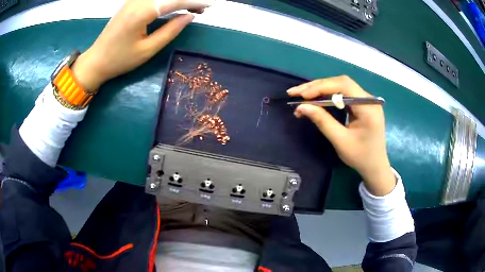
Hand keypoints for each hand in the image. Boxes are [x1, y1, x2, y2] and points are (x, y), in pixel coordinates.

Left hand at [72, 0, 212, 89]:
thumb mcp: (147, 50)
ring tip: (192, 8)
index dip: (194, 2)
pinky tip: (175, 6)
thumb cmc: (120, 59)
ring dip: (178, 0)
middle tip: (203, 9)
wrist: (96, 60)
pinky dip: (168, 1)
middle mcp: (138, 1)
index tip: (209, 5)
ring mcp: (134, 0)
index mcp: (142, 12)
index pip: (175, 1)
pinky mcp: (131, 3)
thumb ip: (170, 31)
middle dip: (188, 0)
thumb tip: (189, 16)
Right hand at [287, 76, 395, 195]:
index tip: (302, 96)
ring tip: (301, 96)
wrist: (375, 166)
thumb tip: (301, 107)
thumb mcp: (340, 141)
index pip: (343, 86)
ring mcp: (365, 100)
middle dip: (317, 86)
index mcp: (368, 107)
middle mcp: (368, 99)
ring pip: (340, 86)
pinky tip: (315, 99)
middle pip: (340, 83)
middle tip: (295, 93)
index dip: (321, 87)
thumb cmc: (360, 157)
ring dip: (320, 90)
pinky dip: (327, 96)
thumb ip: (322, 121)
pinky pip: (342, 94)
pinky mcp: (361, 104)